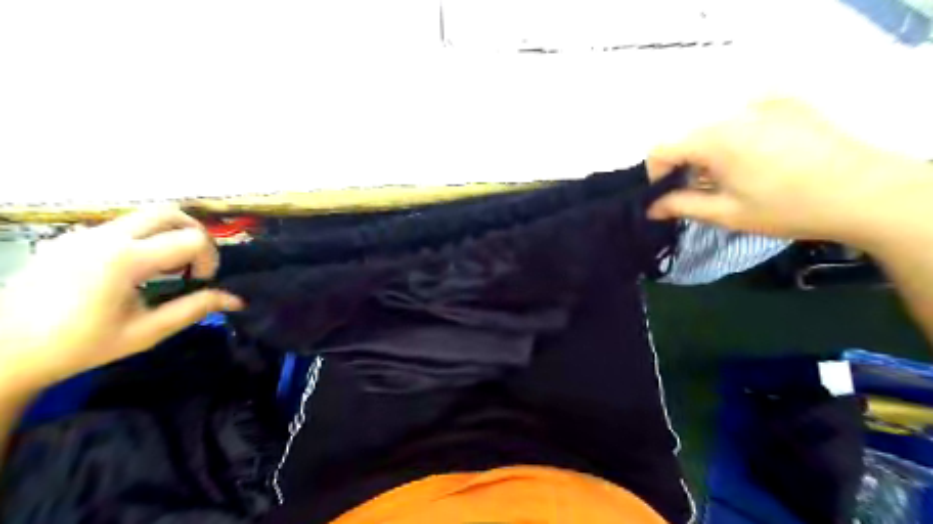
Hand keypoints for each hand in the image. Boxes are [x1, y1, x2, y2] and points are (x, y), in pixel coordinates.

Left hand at [0, 204, 243, 396]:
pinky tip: (136, 270)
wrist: (4, 351)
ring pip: (146, 216)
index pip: (192, 239)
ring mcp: (84, 234)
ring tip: (165, 268)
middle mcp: (105, 237)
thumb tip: (237, 300)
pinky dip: (145, 239)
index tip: (200, 282)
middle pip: (170, 213)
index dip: (209, 258)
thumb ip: (195, 309)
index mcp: (125, 260)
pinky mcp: (71, 238)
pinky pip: (123, 226)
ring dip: (170, 235)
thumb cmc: (80, 345)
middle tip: (193, 264)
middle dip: (194, 234)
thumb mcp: (147, 331)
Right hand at [650, 99, 932, 249]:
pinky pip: (740, 118)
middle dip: (683, 165)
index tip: (669, 195)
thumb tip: (651, 207)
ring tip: (732, 177)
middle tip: (701, 191)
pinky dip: (735, 138)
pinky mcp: (785, 102)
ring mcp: (762, 103)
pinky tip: (757, 159)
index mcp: (715, 139)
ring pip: (712, 127)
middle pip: (686, 137)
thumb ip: (681, 205)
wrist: (865, 191)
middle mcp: (732, 112)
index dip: (656, 174)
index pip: (661, 148)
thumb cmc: (787, 208)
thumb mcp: (727, 213)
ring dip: (708, 153)